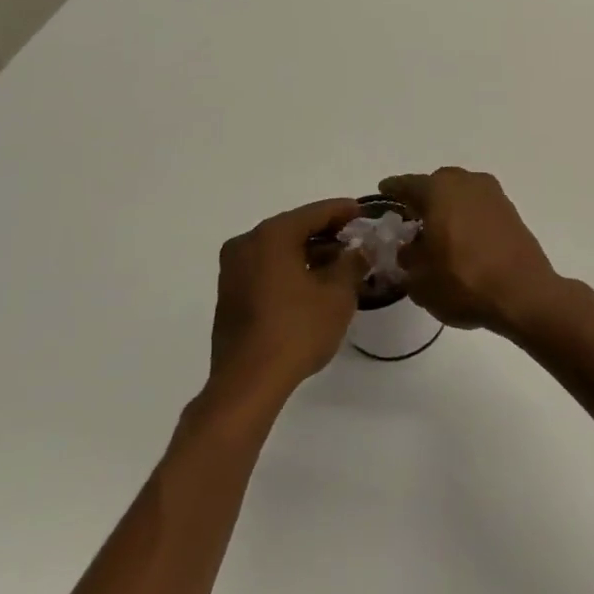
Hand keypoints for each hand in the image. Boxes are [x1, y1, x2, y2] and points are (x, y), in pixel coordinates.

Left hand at [209, 198, 365, 404]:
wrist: (247, 382)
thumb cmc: (297, 330)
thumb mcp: (338, 295)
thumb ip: (351, 264)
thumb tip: (359, 250)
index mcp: (272, 235)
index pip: (315, 212)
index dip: (343, 211)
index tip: (364, 212)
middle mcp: (247, 244)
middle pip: (294, 228)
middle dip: (326, 233)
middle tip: (354, 239)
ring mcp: (233, 269)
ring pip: (278, 249)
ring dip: (308, 252)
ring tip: (339, 265)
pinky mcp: (229, 294)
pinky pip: (266, 268)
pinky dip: (290, 268)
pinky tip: (312, 284)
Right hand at [378, 168, 562, 333]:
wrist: (524, 294)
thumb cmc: (464, 282)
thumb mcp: (420, 279)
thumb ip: (408, 258)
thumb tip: (409, 248)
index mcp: (439, 191)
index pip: (406, 185)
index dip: (392, 190)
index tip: (383, 191)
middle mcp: (467, 183)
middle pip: (438, 183)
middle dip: (424, 197)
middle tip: (411, 217)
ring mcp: (493, 195)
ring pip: (462, 192)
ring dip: (448, 206)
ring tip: (438, 230)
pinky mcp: (511, 211)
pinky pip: (480, 206)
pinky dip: (468, 215)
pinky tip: (463, 237)